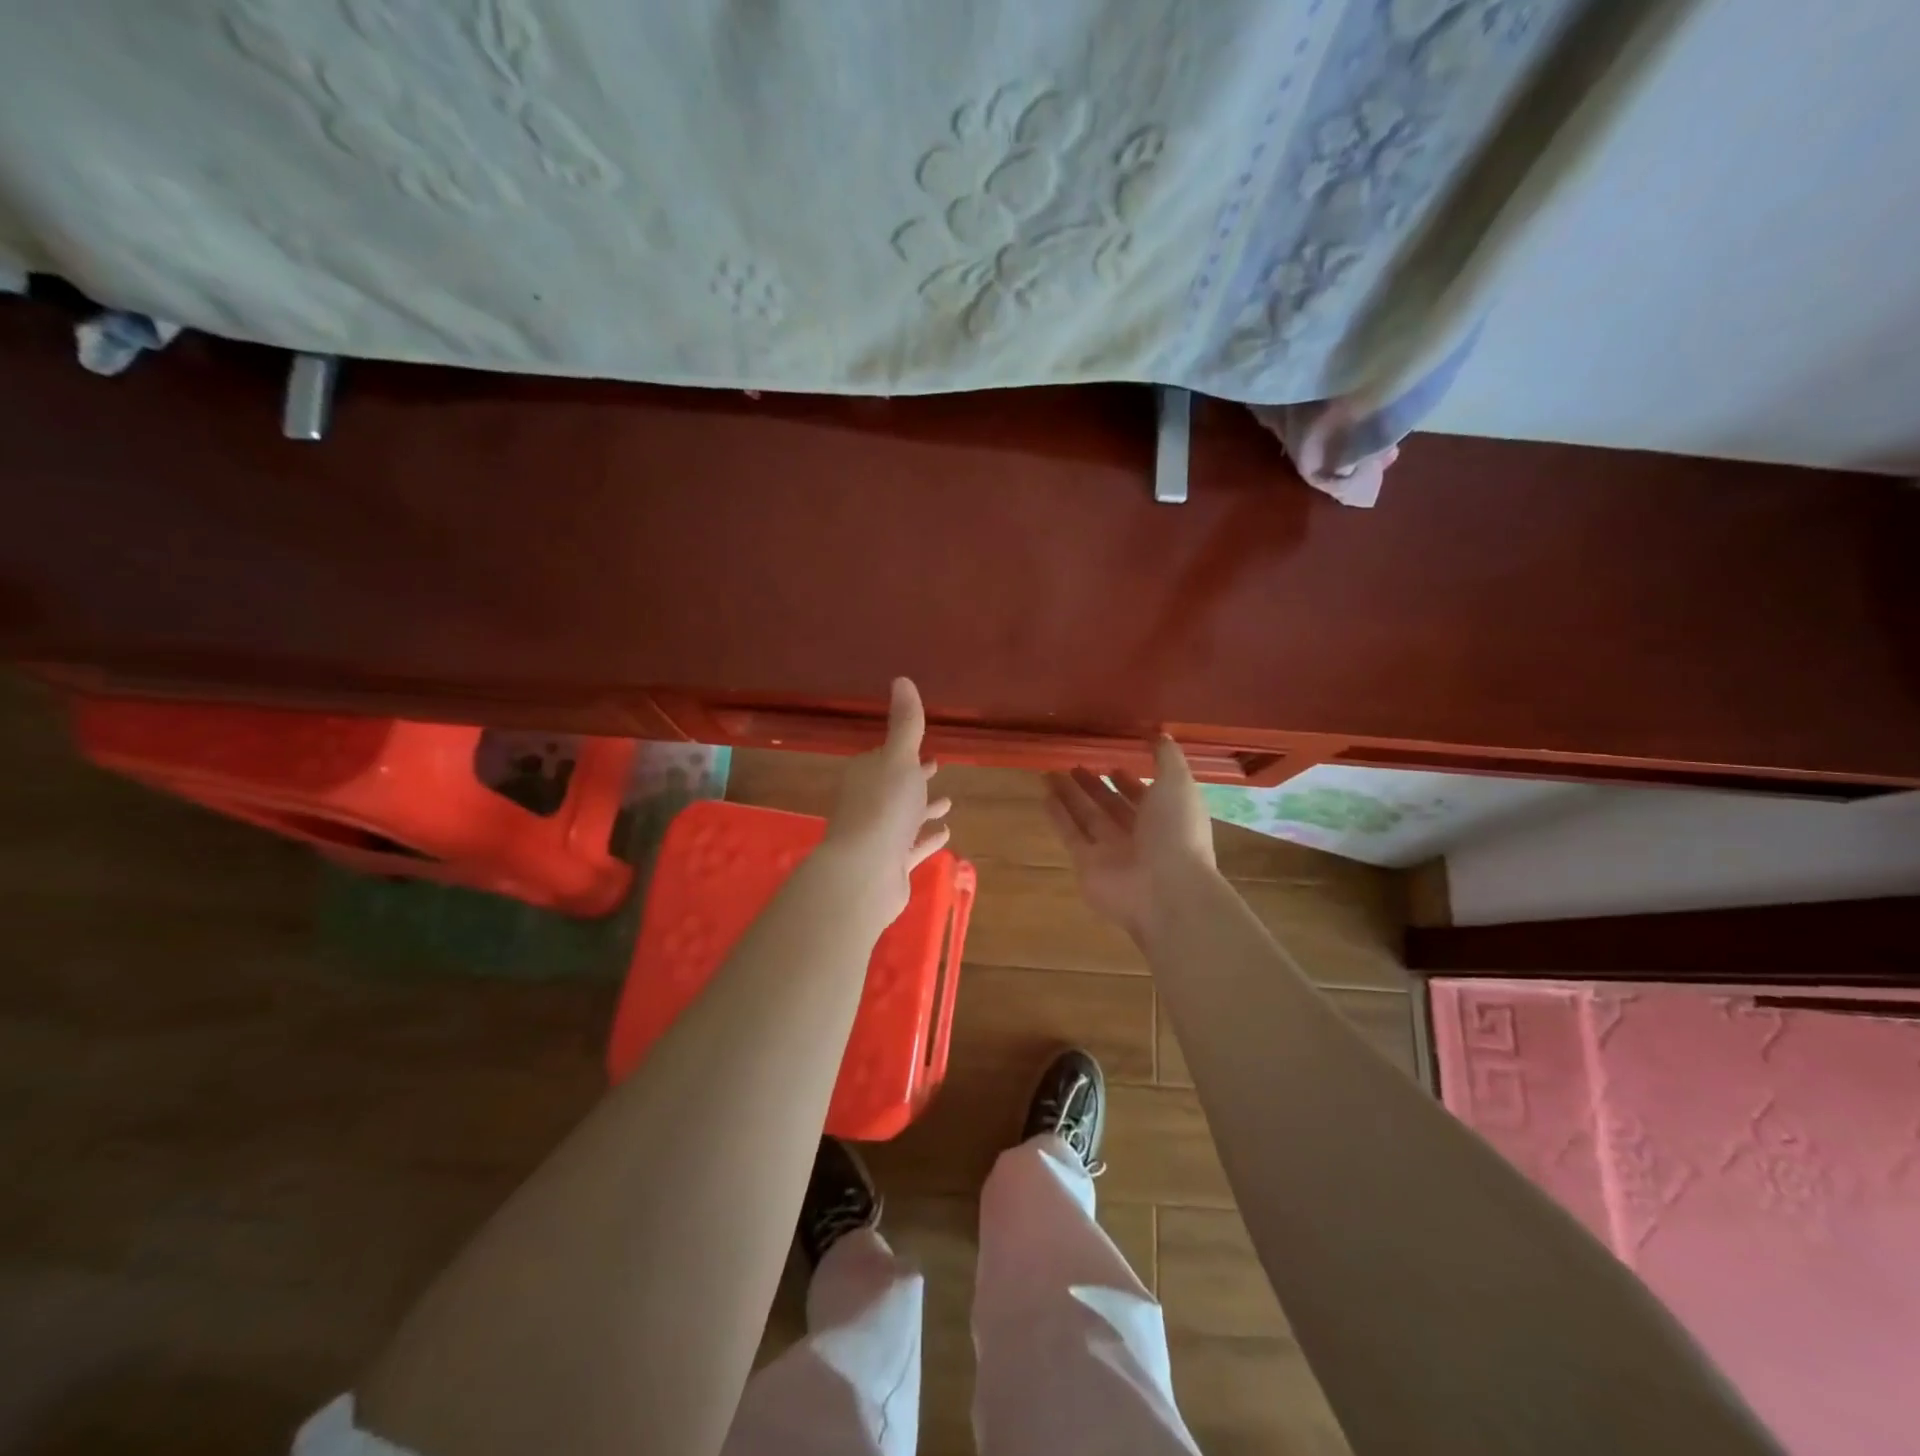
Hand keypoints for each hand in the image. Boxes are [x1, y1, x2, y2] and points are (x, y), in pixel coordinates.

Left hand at [821, 678, 951, 923]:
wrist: (864, 872)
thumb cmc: (883, 807)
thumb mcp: (899, 758)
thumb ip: (905, 723)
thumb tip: (901, 679)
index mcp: (865, 775)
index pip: (885, 759)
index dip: (905, 754)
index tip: (924, 749)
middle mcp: (867, 804)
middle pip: (894, 787)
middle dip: (915, 779)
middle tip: (937, 769)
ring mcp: (878, 837)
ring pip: (904, 818)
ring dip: (923, 809)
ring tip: (948, 803)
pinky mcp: (890, 865)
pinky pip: (912, 847)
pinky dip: (927, 839)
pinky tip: (945, 834)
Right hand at [1043, 738, 1216, 936]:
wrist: (1165, 890)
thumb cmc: (1176, 832)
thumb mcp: (1178, 784)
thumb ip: (1167, 758)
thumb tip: (1159, 733)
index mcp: (1167, 818)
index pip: (1144, 795)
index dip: (1129, 779)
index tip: (1111, 761)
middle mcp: (1140, 835)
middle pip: (1112, 805)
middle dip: (1094, 785)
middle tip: (1074, 764)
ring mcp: (1112, 852)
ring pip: (1087, 817)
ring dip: (1070, 796)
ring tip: (1050, 772)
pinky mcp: (1087, 865)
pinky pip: (1070, 836)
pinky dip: (1058, 817)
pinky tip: (1044, 796)